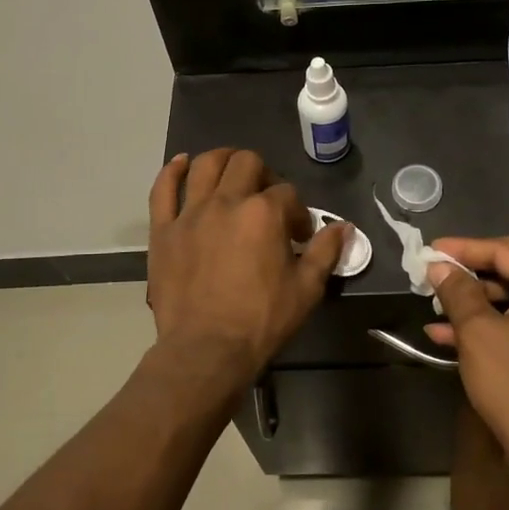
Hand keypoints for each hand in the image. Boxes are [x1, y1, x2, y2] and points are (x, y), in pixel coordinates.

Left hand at [146, 149, 345, 383]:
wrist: (206, 350)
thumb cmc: (261, 320)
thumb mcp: (306, 289)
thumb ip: (326, 252)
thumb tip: (344, 226)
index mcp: (264, 213)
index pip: (287, 194)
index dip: (298, 212)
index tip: (299, 236)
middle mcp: (226, 202)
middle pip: (246, 163)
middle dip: (263, 173)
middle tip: (267, 197)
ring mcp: (190, 213)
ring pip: (205, 165)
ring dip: (222, 159)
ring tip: (231, 169)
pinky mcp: (164, 230)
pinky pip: (163, 189)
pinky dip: (172, 171)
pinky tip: (181, 163)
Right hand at [424, 236, 508, 468]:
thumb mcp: (477, 332)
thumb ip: (457, 291)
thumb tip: (439, 266)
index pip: (506, 251)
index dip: (465, 248)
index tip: (431, 250)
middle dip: (475, 265)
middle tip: (442, 265)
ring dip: (476, 297)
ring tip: (436, 303)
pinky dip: (488, 321)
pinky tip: (446, 333)